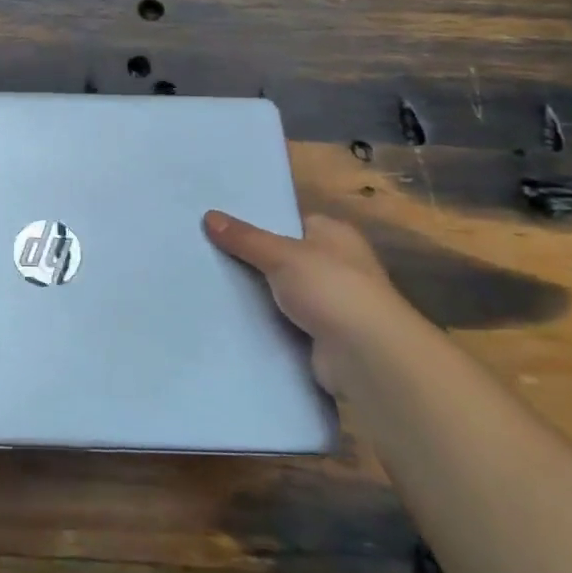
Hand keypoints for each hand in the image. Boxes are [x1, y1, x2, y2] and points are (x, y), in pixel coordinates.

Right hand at [204, 211, 416, 391]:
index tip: (220, 225)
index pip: (291, 221)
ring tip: (206, 283)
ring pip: (279, 291)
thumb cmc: (331, 289)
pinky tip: (228, 317)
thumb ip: (245, 238)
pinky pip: (282, 321)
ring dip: (254, 293)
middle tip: (204, 253)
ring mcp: (329, 303)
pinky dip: (262, 321)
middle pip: (282, 257)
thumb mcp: (282, 255)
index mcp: (334, 235)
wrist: (367, 356)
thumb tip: (208, 216)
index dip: (258, 222)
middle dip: (250, 259)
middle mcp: (336, 265)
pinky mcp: (320, 336)